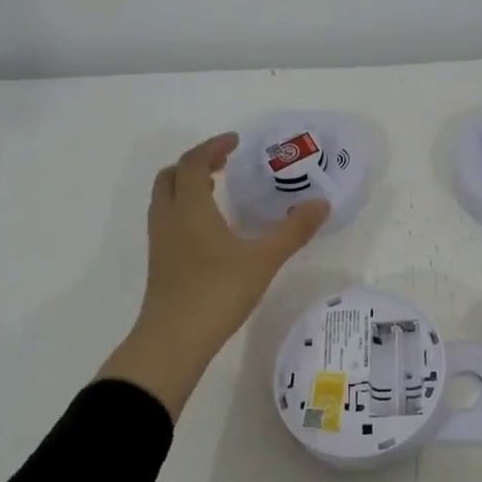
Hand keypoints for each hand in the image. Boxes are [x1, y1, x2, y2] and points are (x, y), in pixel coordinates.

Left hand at [97, 133, 330, 419]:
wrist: (174, 340)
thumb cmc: (218, 292)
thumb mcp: (264, 260)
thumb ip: (293, 231)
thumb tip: (322, 204)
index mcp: (190, 208)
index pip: (194, 163)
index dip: (213, 147)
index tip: (235, 142)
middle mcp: (169, 217)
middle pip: (172, 175)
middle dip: (196, 163)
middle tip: (223, 163)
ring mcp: (160, 241)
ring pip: (166, 198)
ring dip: (187, 185)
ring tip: (216, 190)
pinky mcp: (160, 262)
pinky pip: (167, 219)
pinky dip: (184, 207)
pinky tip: (209, 228)